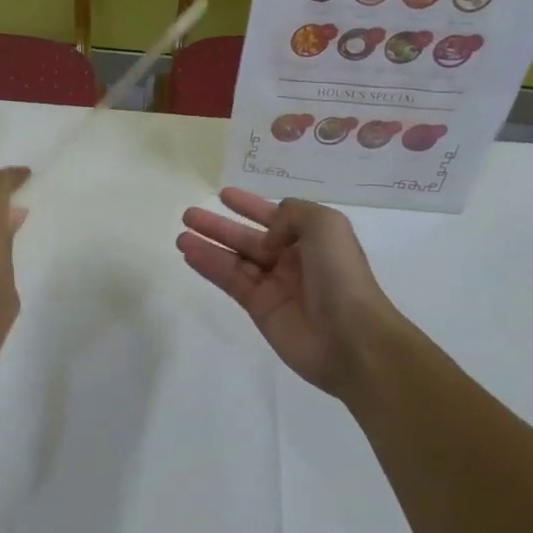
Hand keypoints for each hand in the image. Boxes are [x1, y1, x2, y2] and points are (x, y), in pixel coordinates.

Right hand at [177, 188, 448, 403]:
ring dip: (208, 245)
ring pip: (235, 259)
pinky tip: (189, 254)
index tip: (225, 195)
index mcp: (313, 239)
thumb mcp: (326, 225)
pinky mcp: (259, 308)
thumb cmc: (341, 276)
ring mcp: (275, 285)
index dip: (250, 205)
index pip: (276, 216)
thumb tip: (268, 235)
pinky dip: (209, 266)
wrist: (351, 338)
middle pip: (248, 238)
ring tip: (180, 234)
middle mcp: (292, 260)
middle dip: (220, 225)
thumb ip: (292, 214)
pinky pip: (230, 281)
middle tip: (190, 215)